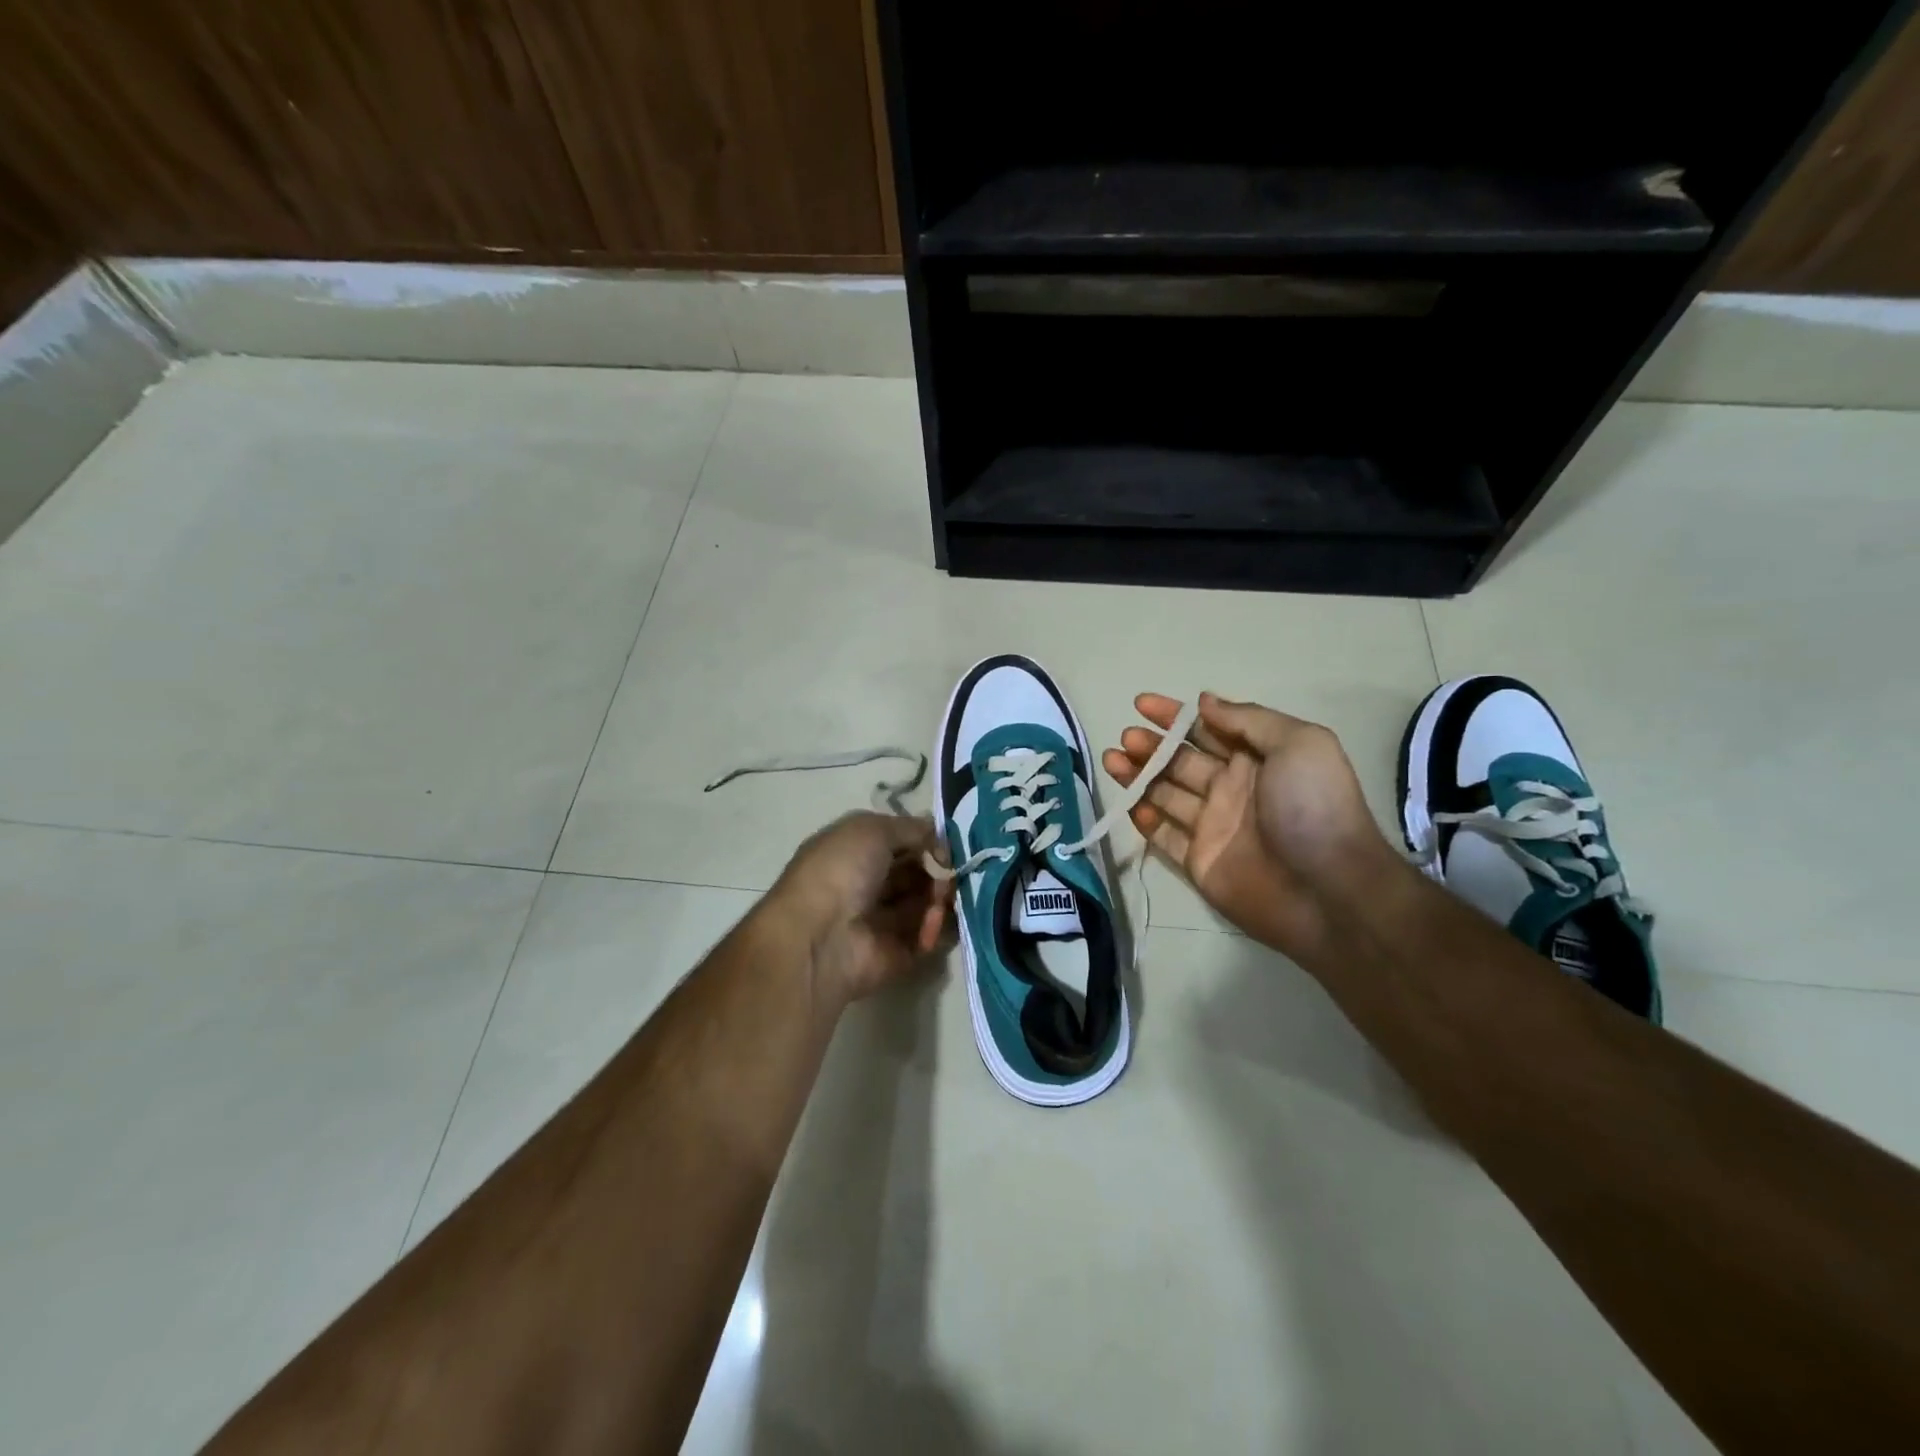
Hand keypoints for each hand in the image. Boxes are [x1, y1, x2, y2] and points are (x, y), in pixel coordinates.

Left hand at [769, 811, 951, 1003]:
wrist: (820, 939)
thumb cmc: (840, 872)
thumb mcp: (871, 829)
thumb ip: (909, 828)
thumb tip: (936, 835)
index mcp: (854, 852)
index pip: (900, 841)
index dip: (925, 839)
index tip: (946, 841)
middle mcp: (868, 884)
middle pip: (919, 871)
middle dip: (939, 868)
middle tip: (949, 870)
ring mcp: (884, 921)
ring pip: (929, 901)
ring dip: (942, 895)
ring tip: (942, 895)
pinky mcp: (900, 953)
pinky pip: (931, 935)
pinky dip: (939, 926)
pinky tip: (932, 920)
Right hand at [1102, 692, 1400, 964]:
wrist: (1329, 891)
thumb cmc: (1315, 808)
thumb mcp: (1298, 744)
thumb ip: (1248, 720)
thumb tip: (1204, 702)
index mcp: (1256, 759)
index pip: (1206, 729)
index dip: (1174, 715)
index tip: (1141, 703)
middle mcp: (1231, 789)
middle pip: (1180, 760)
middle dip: (1151, 745)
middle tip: (1127, 738)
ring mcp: (1213, 826)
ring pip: (1165, 794)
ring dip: (1137, 775)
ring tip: (1111, 759)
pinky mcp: (1198, 862)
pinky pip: (1164, 836)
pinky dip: (1145, 820)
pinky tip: (1130, 805)